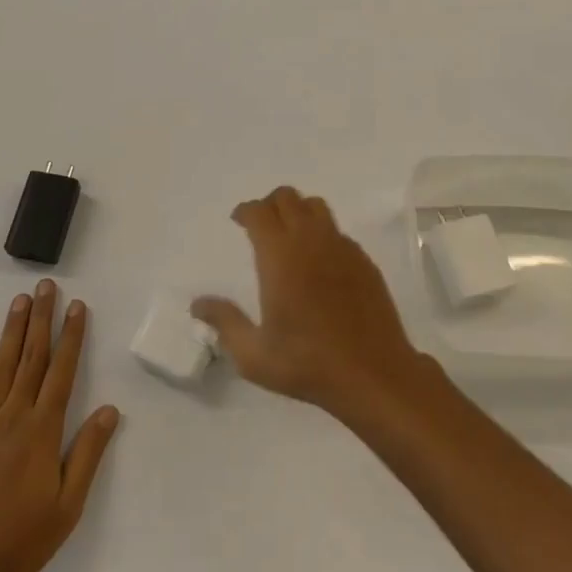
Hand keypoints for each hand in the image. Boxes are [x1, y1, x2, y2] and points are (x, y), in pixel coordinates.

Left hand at [0, 280, 120, 571]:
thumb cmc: (18, 540)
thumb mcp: (67, 505)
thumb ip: (88, 454)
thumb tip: (110, 409)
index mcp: (43, 429)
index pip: (62, 371)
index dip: (72, 336)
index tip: (78, 306)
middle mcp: (15, 415)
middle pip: (32, 357)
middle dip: (42, 319)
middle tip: (46, 286)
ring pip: (2, 366)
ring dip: (13, 330)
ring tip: (20, 300)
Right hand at [193, 186, 429, 423]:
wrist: (373, 373)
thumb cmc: (307, 364)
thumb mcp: (254, 355)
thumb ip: (225, 323)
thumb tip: (198, 304)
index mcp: (279, 256)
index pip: (259, 212)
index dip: (245, 211)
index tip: (238, 221)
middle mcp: (310, 240)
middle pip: (287, 197)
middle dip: (270, 204)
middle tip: (261, 225)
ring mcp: (341, 247)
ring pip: (316, 206)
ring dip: (298, 211)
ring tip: (290, 235)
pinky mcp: (363, 259)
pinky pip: (337, 230)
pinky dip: (322, 233)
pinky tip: (319, 262)